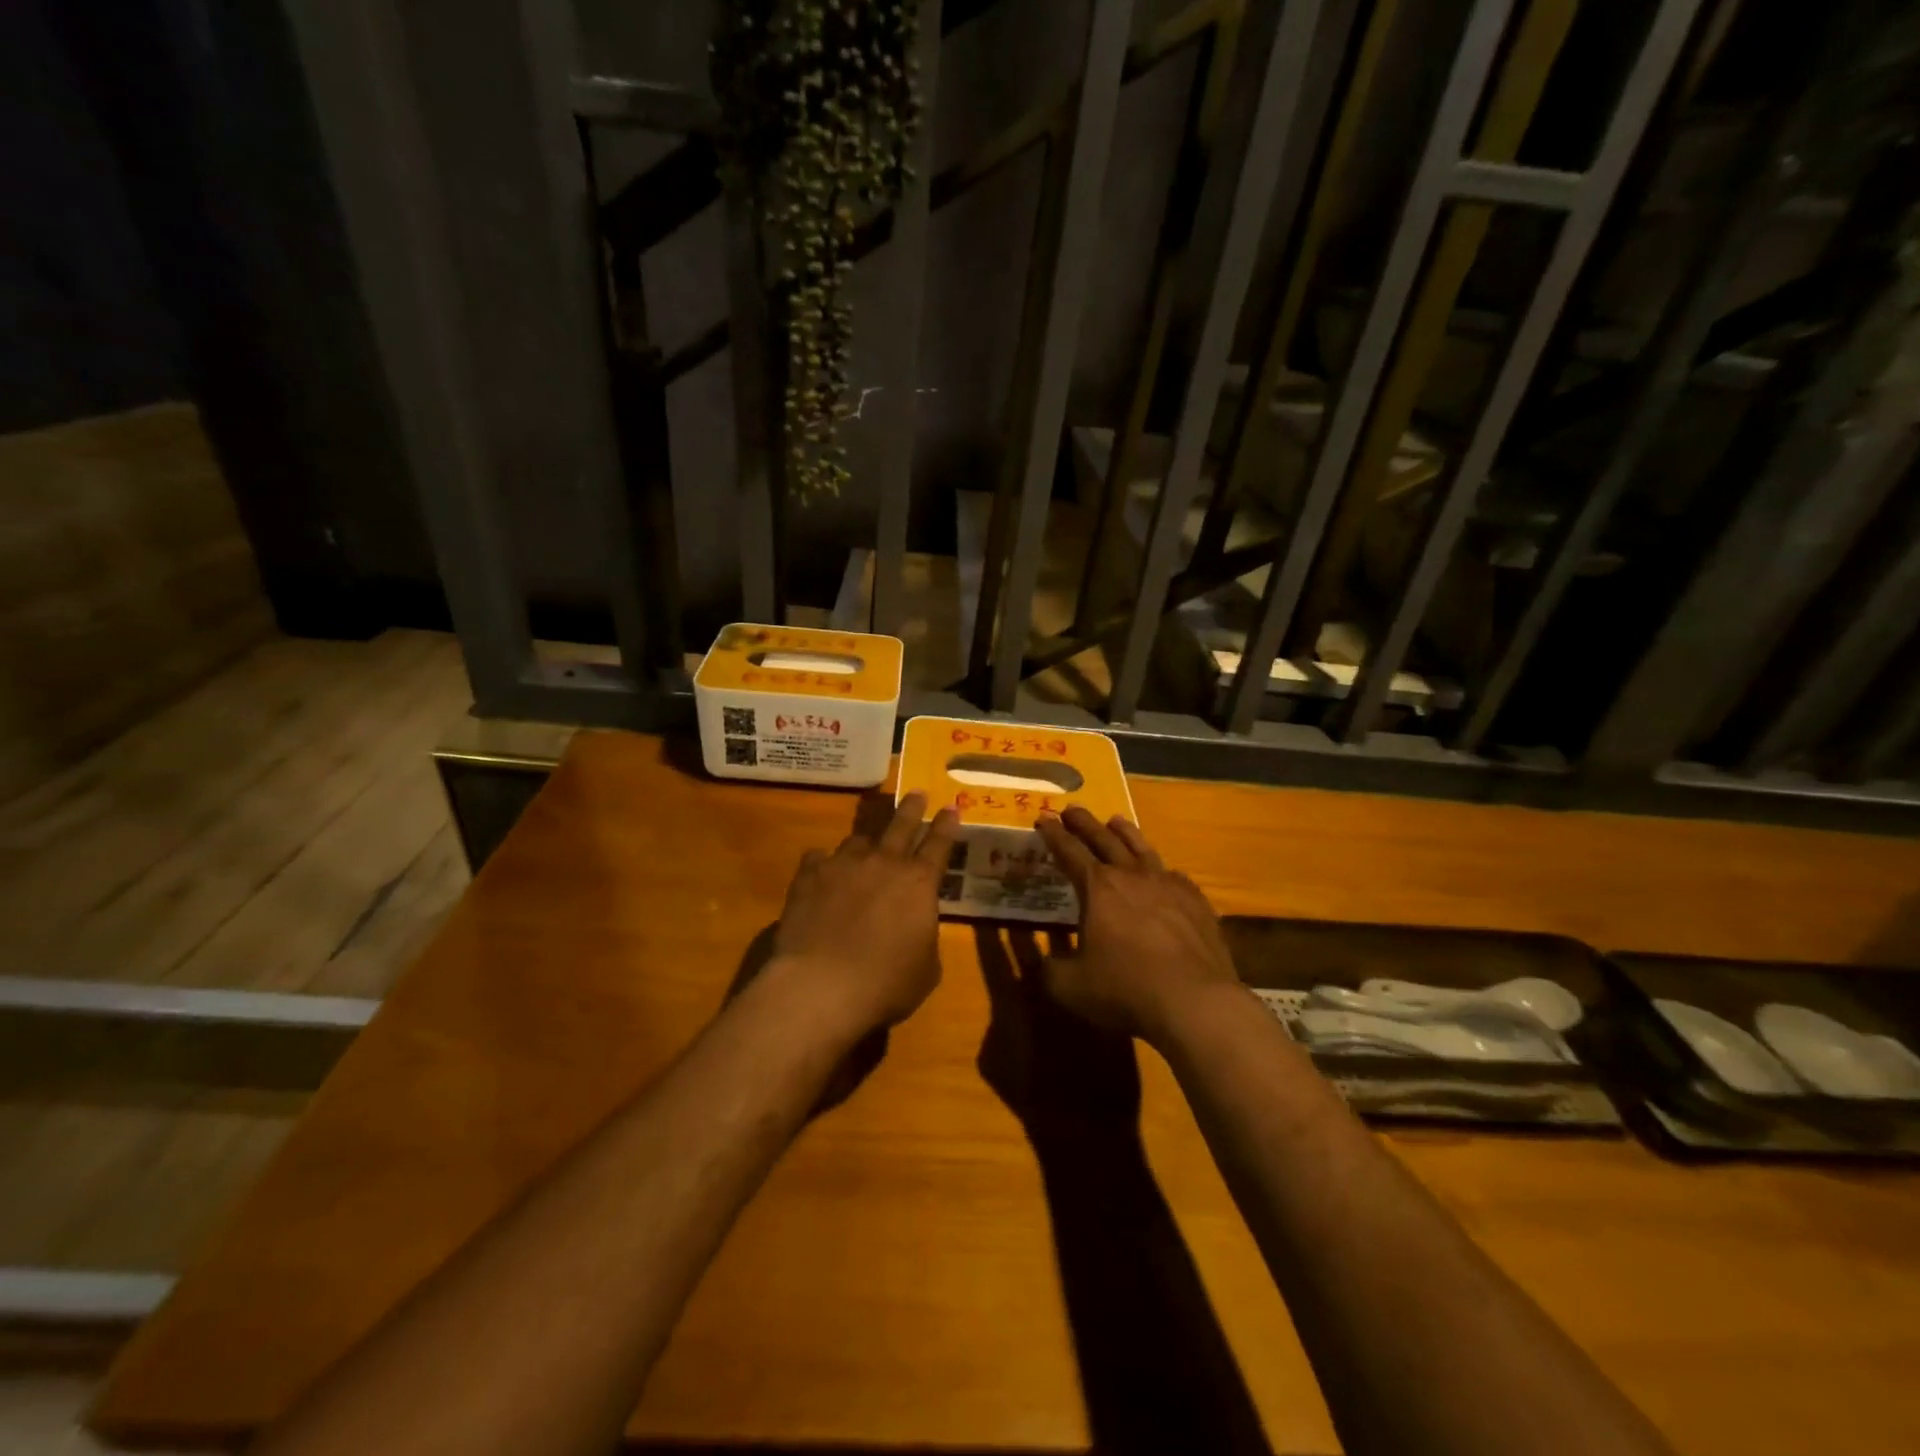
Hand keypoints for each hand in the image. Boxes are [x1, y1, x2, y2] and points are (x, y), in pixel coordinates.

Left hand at [770, 792, 959, 1035]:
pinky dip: (824, 864)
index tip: (952, 807)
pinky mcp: (809, 876)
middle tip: (918, 793)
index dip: (947, 825)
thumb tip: (916, 925)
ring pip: (858, 840)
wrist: (821, 987)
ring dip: (866, 843)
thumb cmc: (886, 984)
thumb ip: (925, 936)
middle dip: (912, 807)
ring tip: (865, 848)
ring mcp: (843, 864)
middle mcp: (883, 863)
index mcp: (919, 883)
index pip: (939, 844)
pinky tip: (821, 873)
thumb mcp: (927, 968)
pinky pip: (819, 858)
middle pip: (901, 825)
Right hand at [1034, 808, 1240, 1045]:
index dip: (1053, 835)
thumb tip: (1040, 961)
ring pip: (1142, 848)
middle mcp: (1132, 876)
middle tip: (1072, 810)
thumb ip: (1048, 969)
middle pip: (1104, 839)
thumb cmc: (1124, 989)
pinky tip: (1162, 872)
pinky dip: (1159, 868)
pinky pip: (1173, 875)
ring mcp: (1169, 886)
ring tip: (1115, 821)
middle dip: (1084, 823)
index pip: (1069, 851)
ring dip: (1125, 832)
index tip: (1043, 818)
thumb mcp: (1069, 986)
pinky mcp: (1196, 903)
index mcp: (1098, 888)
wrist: (1195, 1002)